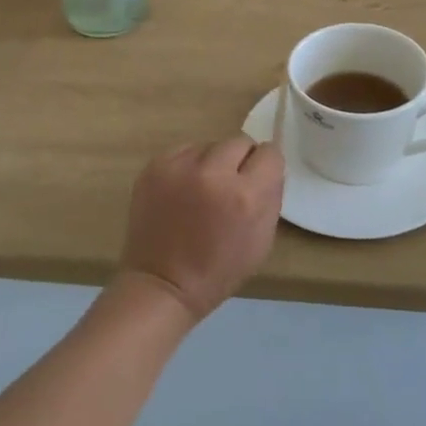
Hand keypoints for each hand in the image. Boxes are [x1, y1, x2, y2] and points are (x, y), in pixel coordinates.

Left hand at [119, 137, 284, 322]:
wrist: (162, 283)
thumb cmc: (219, 269)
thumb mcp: (262, 239)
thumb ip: (271, 196)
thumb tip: (268, 166)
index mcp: (245, 196)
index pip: (270, 153)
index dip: (266, 166)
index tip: (259, 179)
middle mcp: (213, 173)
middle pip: (240, 141)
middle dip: (241, 160)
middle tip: (231, 184)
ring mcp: (179, 167)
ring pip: (210, 144)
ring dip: (213, 161)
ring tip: (203, 189)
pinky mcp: (155, 167)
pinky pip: (183, 150)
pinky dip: (188, 165)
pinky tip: (183, 189)